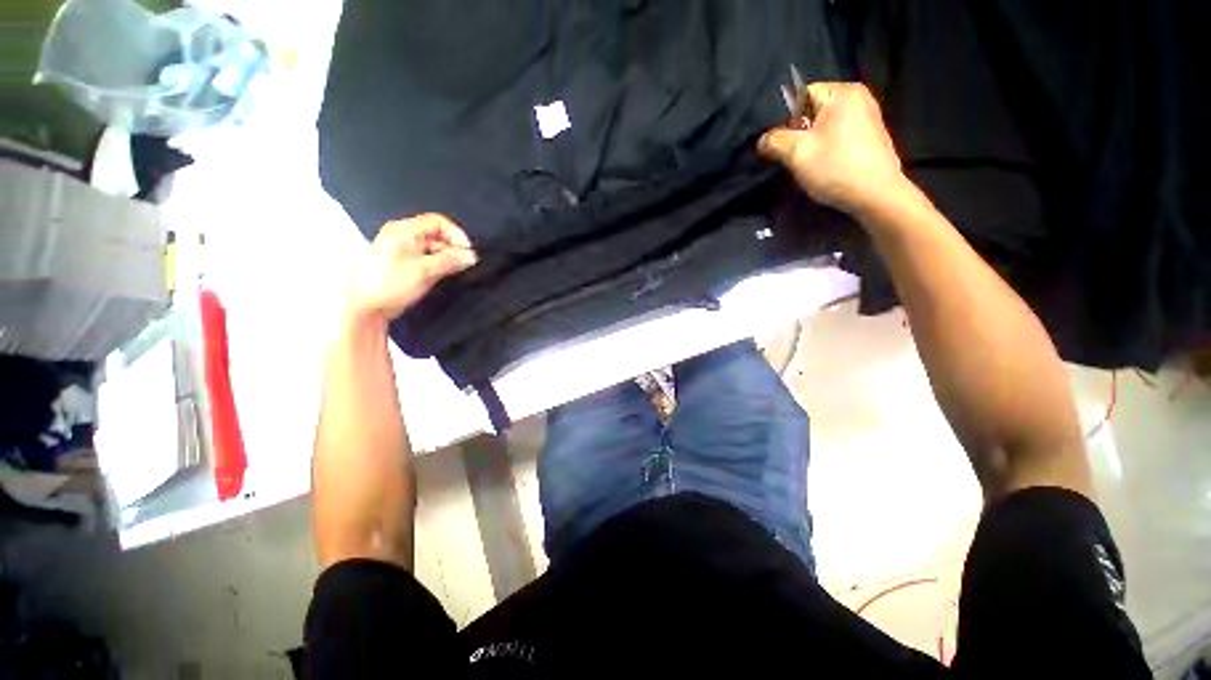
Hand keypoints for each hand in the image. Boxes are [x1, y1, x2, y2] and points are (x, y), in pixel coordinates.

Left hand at [347, 213, 477, 324]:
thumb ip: (450, 261)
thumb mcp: (425, 271)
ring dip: (446, 256)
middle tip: (464, 263)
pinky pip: (425, 256)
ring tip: (455, 270)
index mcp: (404, 230)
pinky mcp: (402, 262)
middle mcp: (402, 235)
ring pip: (431, 246)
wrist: (365, 306)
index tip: (467, 252)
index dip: (456, 234)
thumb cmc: (393, 284)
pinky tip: (443, 274)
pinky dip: (437, 262)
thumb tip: (472, 256)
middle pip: (435, 233)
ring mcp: (401, 249)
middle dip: (452, 247)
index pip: (437, 222)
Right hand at [759, 82, 909, 218]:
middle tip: (797, 157)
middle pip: (814, 111)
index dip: (788, 120)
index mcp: (842, 92)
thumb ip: (774, 141)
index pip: (802, 95)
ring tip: (811, 165)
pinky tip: (827, 167)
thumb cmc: (835, 168)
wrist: (875, 195)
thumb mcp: (796, 154)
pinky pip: (839, 136)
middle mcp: (858, 97)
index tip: (787, 145)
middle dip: (800, 133)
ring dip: (813, 144)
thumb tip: (763, 140)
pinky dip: (829, 149)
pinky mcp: (871, 136)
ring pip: (825, 126)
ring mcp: (868, 116)